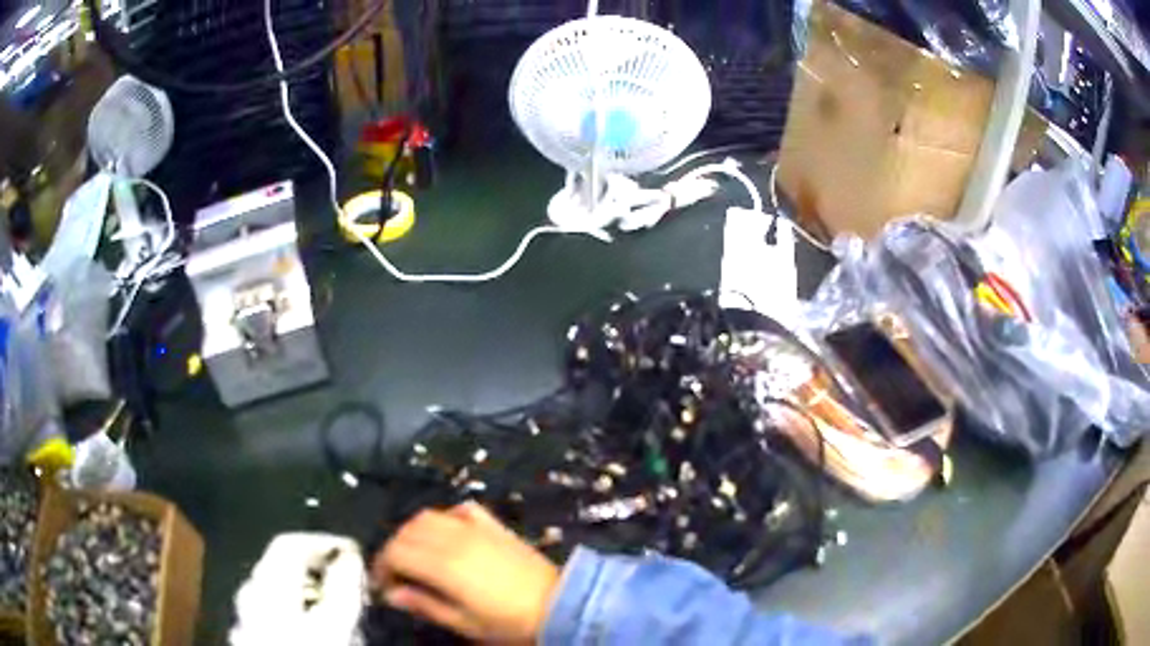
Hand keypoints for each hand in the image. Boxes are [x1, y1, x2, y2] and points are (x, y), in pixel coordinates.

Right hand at [373, 502, 560, 641]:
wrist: (560, 605)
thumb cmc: (509, 622)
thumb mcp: (464, 623)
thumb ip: (424, 605)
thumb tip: (391, 593)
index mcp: (443, 565)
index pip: (396, 552)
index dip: (382, 566)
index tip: (383, 585)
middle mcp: (454, 538)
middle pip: (407, 531)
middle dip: (394, 549)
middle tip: (397, 574)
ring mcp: (476, 528)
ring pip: (429, 516)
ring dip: (413, 532)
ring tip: (416, 556)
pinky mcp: (495, 525)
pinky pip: (461, 509)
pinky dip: (445, 517)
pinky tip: (447, 534)